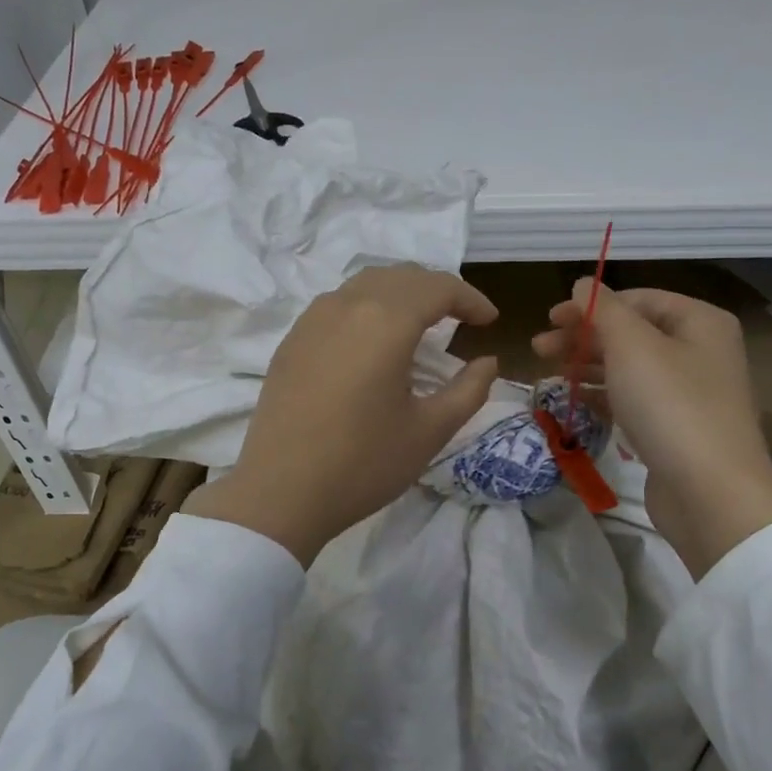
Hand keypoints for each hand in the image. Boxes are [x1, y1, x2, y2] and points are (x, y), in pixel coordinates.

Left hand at [184, 265, 500, 565]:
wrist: (281, 493)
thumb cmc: (363, 464)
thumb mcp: (430, 431)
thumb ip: (469, 390)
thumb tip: (487, 363)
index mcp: (385, 322)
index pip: (438, 288)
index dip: (470, 299)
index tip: (490, 322)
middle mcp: (346, 306)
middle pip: (400, 277)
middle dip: (436, 290)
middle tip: (459, 319)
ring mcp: (311, 320)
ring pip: (364, 285)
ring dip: (399, 294)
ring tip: (418, 324)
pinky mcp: (290, 341)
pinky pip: (336, 305)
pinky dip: (365, 308)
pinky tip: (371, 341)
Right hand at [534, 281, 771, 575]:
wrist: (709, 490)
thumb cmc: (670, 405)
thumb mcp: (632, 346)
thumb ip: (603, 310)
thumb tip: (583, 283)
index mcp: (699, 322)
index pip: (638, 299)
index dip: (591, 304)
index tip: (550, 317)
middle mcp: (699, 351)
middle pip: (631, 333)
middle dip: (582, 337)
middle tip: (538, 348)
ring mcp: (689, 392)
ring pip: (629, 368)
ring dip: (587, 366)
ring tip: (548, 376)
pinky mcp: (675, 428)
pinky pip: (633, 400)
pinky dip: (603, 395)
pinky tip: (575, 401)